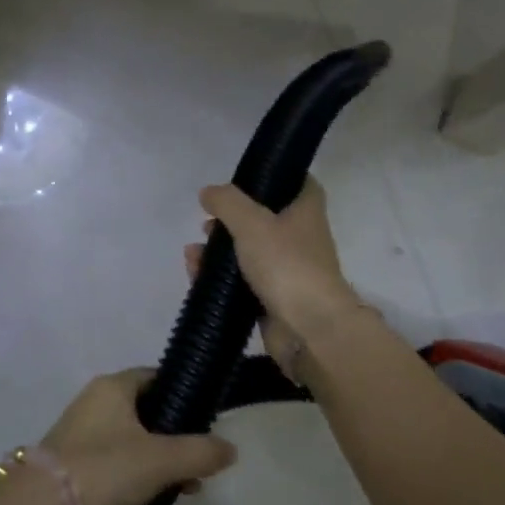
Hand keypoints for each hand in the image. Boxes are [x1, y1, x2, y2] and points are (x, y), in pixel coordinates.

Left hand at [39, 369, 237, 504]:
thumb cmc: (102, 472)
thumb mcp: (160, 461)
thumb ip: (199, 452)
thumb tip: (231, 449)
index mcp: (112, 387)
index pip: (156, 377)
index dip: (184, 393)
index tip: (208, 419)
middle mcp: (93, 402)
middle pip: (145, 410)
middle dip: (174, 435)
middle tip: (199, 462)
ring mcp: (79, 435)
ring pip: (130, 439)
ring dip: (157, 459)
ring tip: (182, 489)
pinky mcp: (70, 466)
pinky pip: (113, 462)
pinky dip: (134, 475)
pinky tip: (150, 501)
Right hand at [188, 179, 361, 371]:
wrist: (310, 329)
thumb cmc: (286, 264)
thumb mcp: (251, 223)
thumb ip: (227, 203)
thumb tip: (208, 192)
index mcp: (306, 211)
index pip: (298, 182)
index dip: (276, 176)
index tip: (247, 177)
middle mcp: (301, 237)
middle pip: (265, 218)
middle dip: (232, 218)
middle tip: (208, 220)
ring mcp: (287, 270)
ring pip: (249, 252)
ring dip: (220, 250)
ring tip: (195, 251)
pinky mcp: (273, 298)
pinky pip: (242, 281)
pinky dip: (220, 277)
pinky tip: (195, 272)